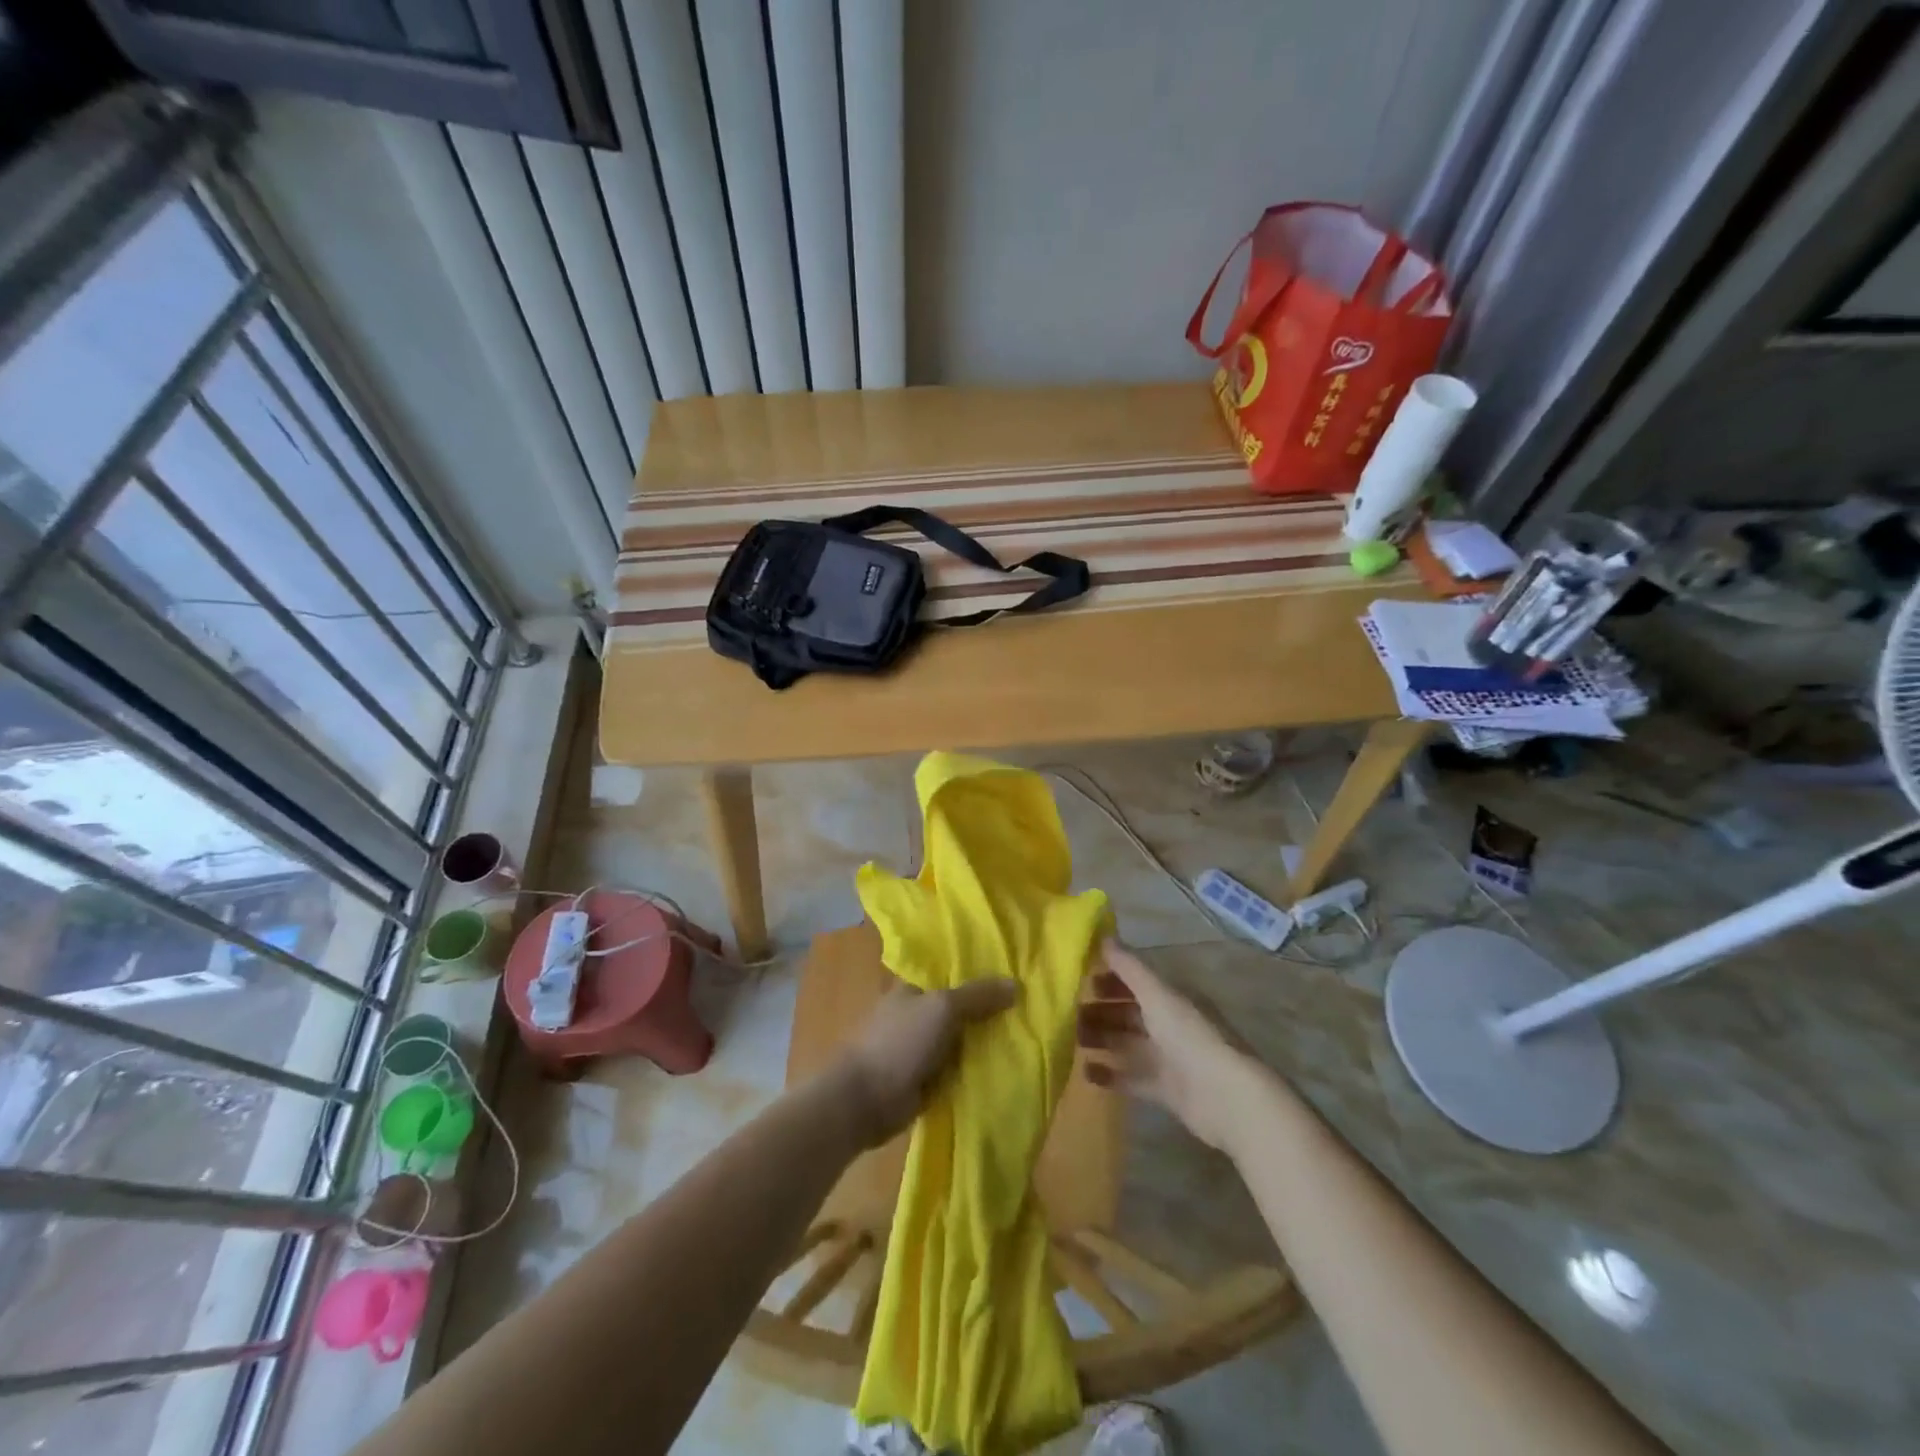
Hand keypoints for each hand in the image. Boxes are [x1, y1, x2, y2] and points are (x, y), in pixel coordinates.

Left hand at [835, 979, 1018, 1146]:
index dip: (980, 973)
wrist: (865, 1100)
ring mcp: (920, 1048)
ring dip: (985, 1044)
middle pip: (960, 1008)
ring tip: (1027, 1038)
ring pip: (961, 1041)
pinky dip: (975, 1071)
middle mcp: (917, 1014)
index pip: (951, 973)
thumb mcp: (943, 1008)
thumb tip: (1016, 984)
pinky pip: (958, 1070)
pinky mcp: (925, 1080)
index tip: (1015, 975)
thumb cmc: (900, 1042)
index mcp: (913, 988)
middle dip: (988, 1011)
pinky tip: (1006, 1069)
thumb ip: (978, 996)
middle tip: (1029, 1010)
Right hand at [1079, 941, 1258, 1152]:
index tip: (1079, 978)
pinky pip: (1132, 1078)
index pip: (1137, 981)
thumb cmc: (1190, 1035)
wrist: (1225, 1096)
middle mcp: (1170, 1024)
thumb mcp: (1157, 994)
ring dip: (1101, 1040)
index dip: (1110, 978)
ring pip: (1127, 1044)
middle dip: (1101, 1010)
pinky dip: (1110, 1075)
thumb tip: (1103, 935)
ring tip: (1070, 1040)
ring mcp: (1169, 1058)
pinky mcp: (1165, 1090)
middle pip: (1130, 1013)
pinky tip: (1085, 1072)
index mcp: (1172, 997)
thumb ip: (1129, 967)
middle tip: (1068, 1012)